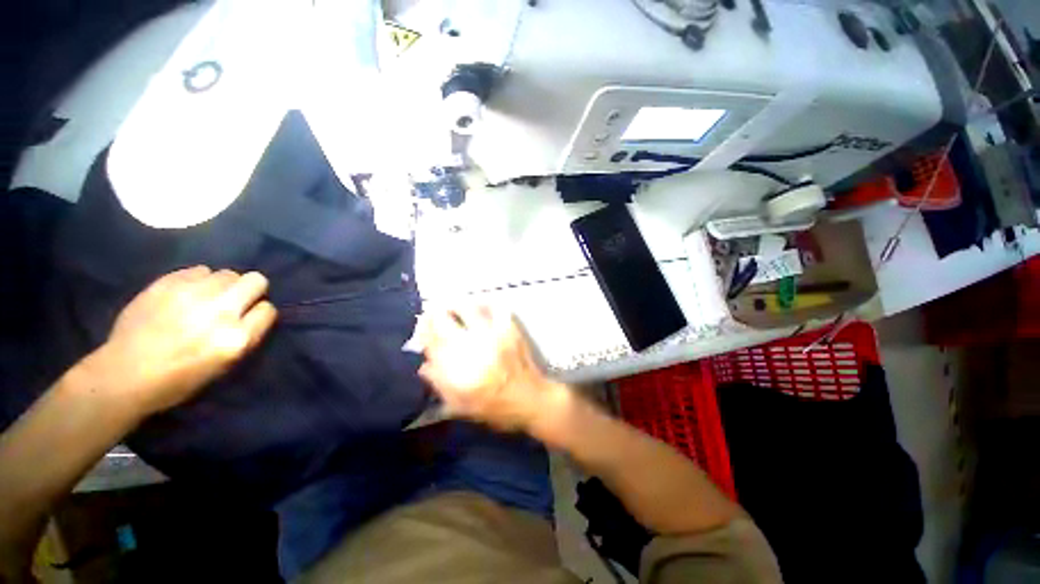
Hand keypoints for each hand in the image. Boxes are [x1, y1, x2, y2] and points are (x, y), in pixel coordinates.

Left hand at [87, 266, 277, 415]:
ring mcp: (192, 294)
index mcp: (236, 338)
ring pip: (227, 273)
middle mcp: (220, 312)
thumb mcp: (224, 366)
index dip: (259, 312)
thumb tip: (255, 312)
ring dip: (223, 284)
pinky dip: (199, 279)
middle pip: (255, 281)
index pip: (268, 309)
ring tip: (207, 297)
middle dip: (250, 289)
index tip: (249, 318)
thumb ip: (245, 335)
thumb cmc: (179, 379)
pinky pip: (199, 270)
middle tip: (235, 301)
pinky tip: (187, 293)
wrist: (124, 374)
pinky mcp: (167, 284)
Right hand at [417, 305, 568, 432]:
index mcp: (459, 369)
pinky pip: (495, 308)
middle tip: (432, 314)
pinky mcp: (510, 329)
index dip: (423, 333)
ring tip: (452, 307)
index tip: (421, 330)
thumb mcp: (461, 406)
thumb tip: (423, 364)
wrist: (531, 400)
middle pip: (445, 320)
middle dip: (433, 315)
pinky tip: (480, 308)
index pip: (432, 342)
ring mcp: (493, 334)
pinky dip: (484, 305)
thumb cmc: (495, 408)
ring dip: (455, 306)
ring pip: (468, 308)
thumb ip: (439, 384)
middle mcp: (473, 346)